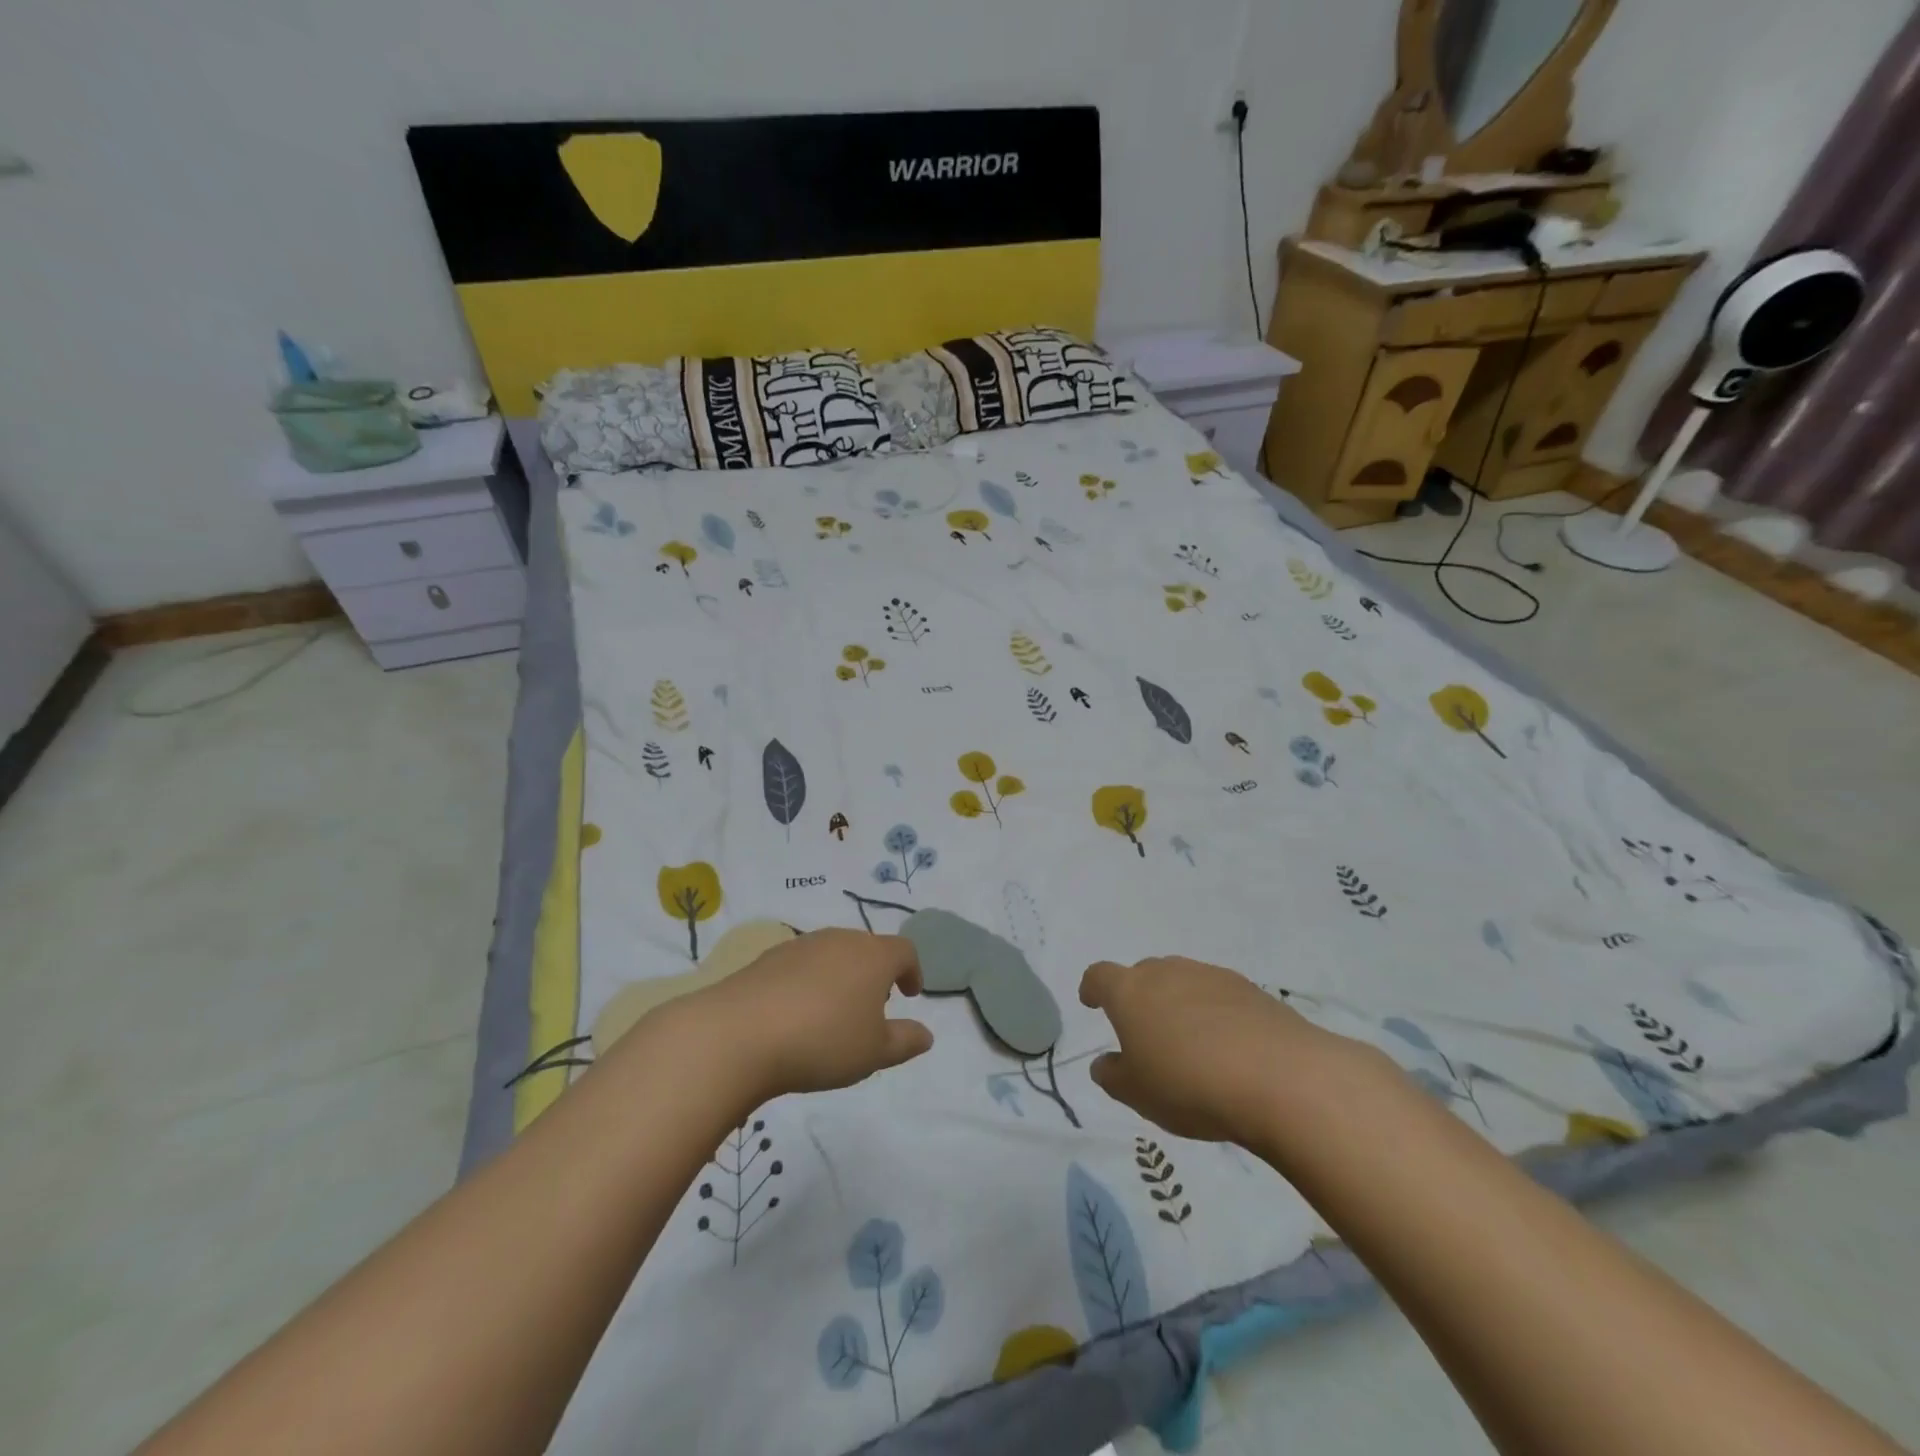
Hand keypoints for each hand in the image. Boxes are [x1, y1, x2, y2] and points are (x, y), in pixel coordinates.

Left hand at [677, 930, 932, 1105]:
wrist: (740, 1033)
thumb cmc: (823, 1041)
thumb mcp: (874, 1052)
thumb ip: (905, 1041)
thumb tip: (926, 1034)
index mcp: (874, 956)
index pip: (904, 951)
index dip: (912, 970)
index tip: (909, 993)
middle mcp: (840, 940)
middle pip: (867, 948)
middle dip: (875, 973)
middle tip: (873, 1007)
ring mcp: (802, 945)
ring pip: (833, 953)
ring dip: (841, 976)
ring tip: (834, 1013)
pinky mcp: (768, 957)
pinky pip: (802, 965)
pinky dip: (809, 982)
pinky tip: (797, 1014)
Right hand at [1079, 956, 1335, 1141]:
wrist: (1281, 1078)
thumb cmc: (1190, 1085)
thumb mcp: (1138, 1094)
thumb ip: (1113, 1076)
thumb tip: (1104, 1063)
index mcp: (1130, 992)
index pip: (1100, 976)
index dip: (1093, 989)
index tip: (1091, 1002)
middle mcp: (1167, 972)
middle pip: (1143, 975)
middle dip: (1139, 998)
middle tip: (1145, 1033)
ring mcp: (1210, 976)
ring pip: (1182, 982)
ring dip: (1178, 1004)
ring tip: (1189, 1044)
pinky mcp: (1250, 989)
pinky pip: (1218, 996)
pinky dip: (1214, 1014)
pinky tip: (1228, 1047)